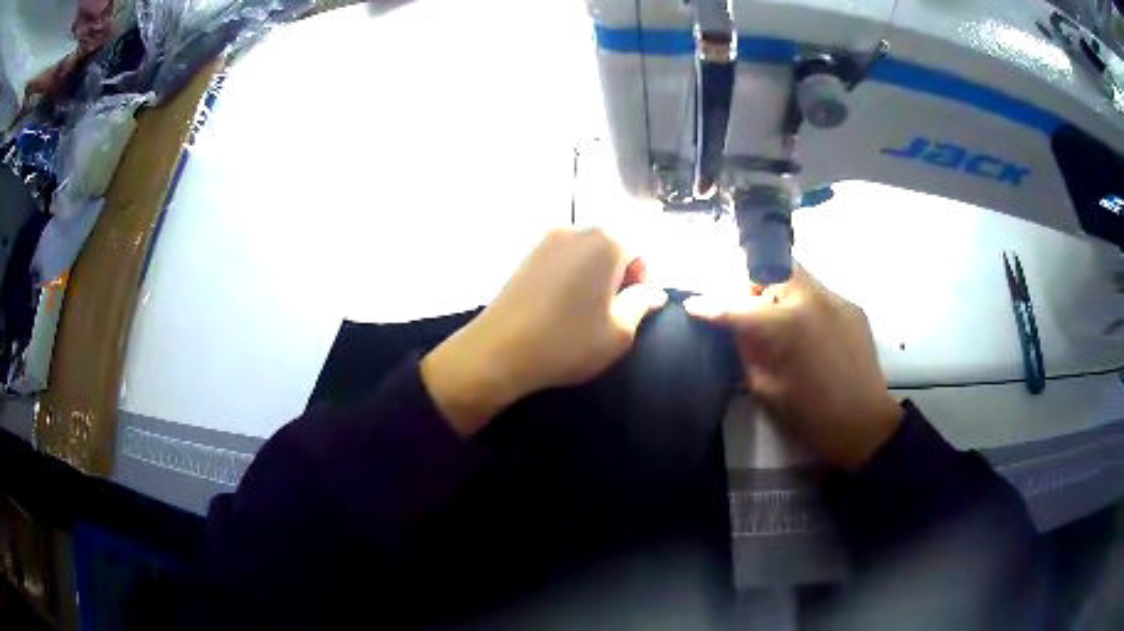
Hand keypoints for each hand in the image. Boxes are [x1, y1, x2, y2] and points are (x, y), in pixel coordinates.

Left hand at [422, 227, 666, 435]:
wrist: (498, 351)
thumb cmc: (568, 341)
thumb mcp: (620, 331)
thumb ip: (643, 303)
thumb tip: (654, 292)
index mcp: (605, 240)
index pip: (641, 252)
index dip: (645, 282)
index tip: (635, 311)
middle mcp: (576, 229)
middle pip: (613, 248)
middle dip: (620, 277)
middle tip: (613, 314)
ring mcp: (546, 239)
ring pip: (587, 254)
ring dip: (596, 278)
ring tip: (586, 313)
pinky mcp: (526, 255)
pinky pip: (564, 260)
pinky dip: (572, 278)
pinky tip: (563, 307)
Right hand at [685, 265, 901, 469]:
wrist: (864, 425)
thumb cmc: (811, 416)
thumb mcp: (766, 389)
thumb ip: (747, 350)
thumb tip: (735, 328)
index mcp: (787, 324)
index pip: (739, 307)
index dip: (711, 306)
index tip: (693, 305)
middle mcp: (813, 298)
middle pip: (772, 269)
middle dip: (754, 286)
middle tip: (749, 314)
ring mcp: (837, 298)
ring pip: (798, 276)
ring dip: (780, 292)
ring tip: (780, 322)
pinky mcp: (852, 307)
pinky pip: (819, 293)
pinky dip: (804, 305)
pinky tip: (809, 334)